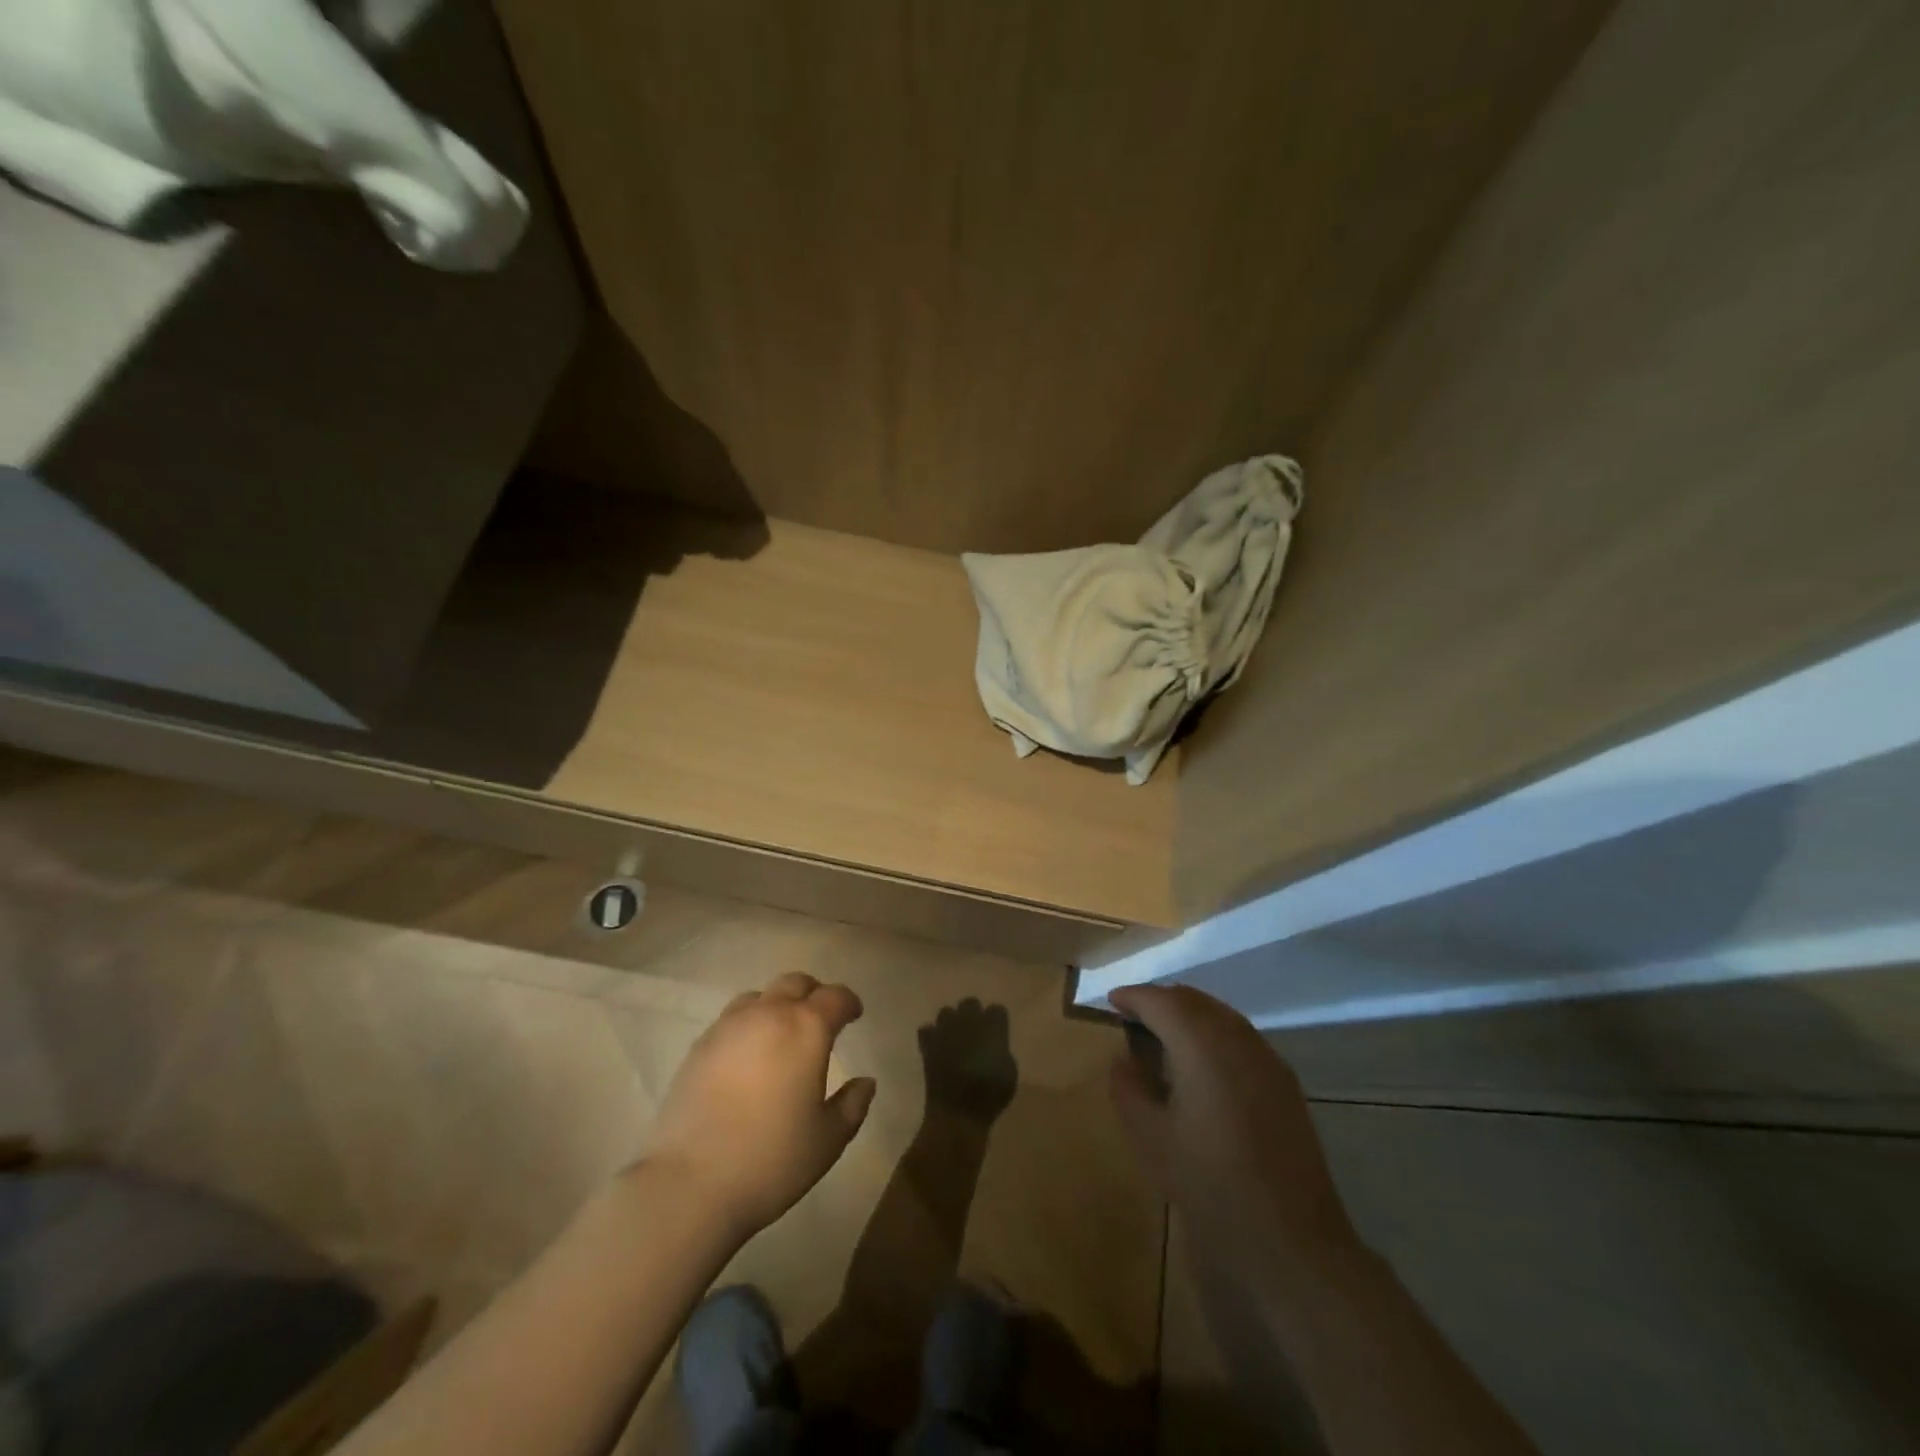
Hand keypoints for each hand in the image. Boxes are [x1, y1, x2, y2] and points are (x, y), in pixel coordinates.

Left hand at [647, 971, 876, 1238]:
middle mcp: (769, 1014)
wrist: (689, 1183)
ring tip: (781, 1034)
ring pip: (760, 996)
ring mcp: (729, 1026)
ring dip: (777, 1005)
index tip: (854, 1015)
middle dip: (813, 994)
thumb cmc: (771, 1160)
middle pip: (795, 983)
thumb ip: (852, 1104)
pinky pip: (731, 1019)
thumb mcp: (828, 1140)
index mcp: (807, 1028)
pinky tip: (748, 1056)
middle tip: (821, 1018)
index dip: (849, 1003)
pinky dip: (748, 1025)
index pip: (836, 997)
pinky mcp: (699, 1046)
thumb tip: (865, 1082)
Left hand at [918, 998, 1018, 1121]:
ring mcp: (945, 1030)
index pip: (996, 1009)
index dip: (997, 1021)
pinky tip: (937, 1047)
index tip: (997, 1033)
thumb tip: (994, 1042)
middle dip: (973, 1014)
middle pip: (970, 1003)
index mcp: (991, 1028)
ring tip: (954, 1038)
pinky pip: (927, 1029)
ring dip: (951, 1022)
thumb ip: (1002, 1049)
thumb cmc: (990, 1095)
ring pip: (946, 1012)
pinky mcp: (928, 1043)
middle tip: (975, 1033)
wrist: (958, 1112)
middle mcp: (967, 1022)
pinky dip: (932, 1036)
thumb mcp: (1009, 1073)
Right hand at [1109, 984, 1360, 1268]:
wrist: (1290, 1239)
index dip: (1134, 996)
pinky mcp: (1284, 1082)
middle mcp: (1236, 1038)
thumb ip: (1129, 1089)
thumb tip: (1123, 1060)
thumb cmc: (1210, 1184)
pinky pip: (1241, 1038)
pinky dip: (1213, 1034)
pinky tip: (1201, 1064)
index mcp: (1201, 1044)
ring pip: (1220, 1015)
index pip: (1161, 1001)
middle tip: (1133, 1014)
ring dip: (1189, 1015)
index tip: (1111, 1001)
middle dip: (1161, 1000)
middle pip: (1193, 1000)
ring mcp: (1266, 1058)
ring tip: (1162, 1036)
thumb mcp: (1152, 1138)